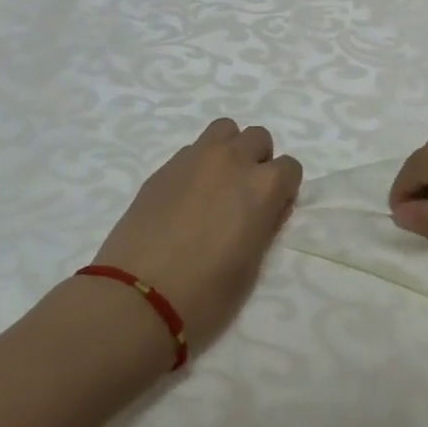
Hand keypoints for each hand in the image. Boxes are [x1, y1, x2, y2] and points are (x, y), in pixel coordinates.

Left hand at [93, 118, 302, 352]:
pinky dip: (197, 165)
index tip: (271, 212)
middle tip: (243, 196)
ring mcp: (194, 159)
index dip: (283, 190)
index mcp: (262, 186)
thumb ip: (264, 226)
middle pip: (257, 137)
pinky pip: (191, 150)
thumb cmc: (206, 293)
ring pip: (224, 130)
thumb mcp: (252, 266)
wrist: (137, 296)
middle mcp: (232, 161)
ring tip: (216, 185)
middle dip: (258, 161)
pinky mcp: (162, 168)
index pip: (290, 167)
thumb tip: (265, 210)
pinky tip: (184, 198)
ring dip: (228, 150)